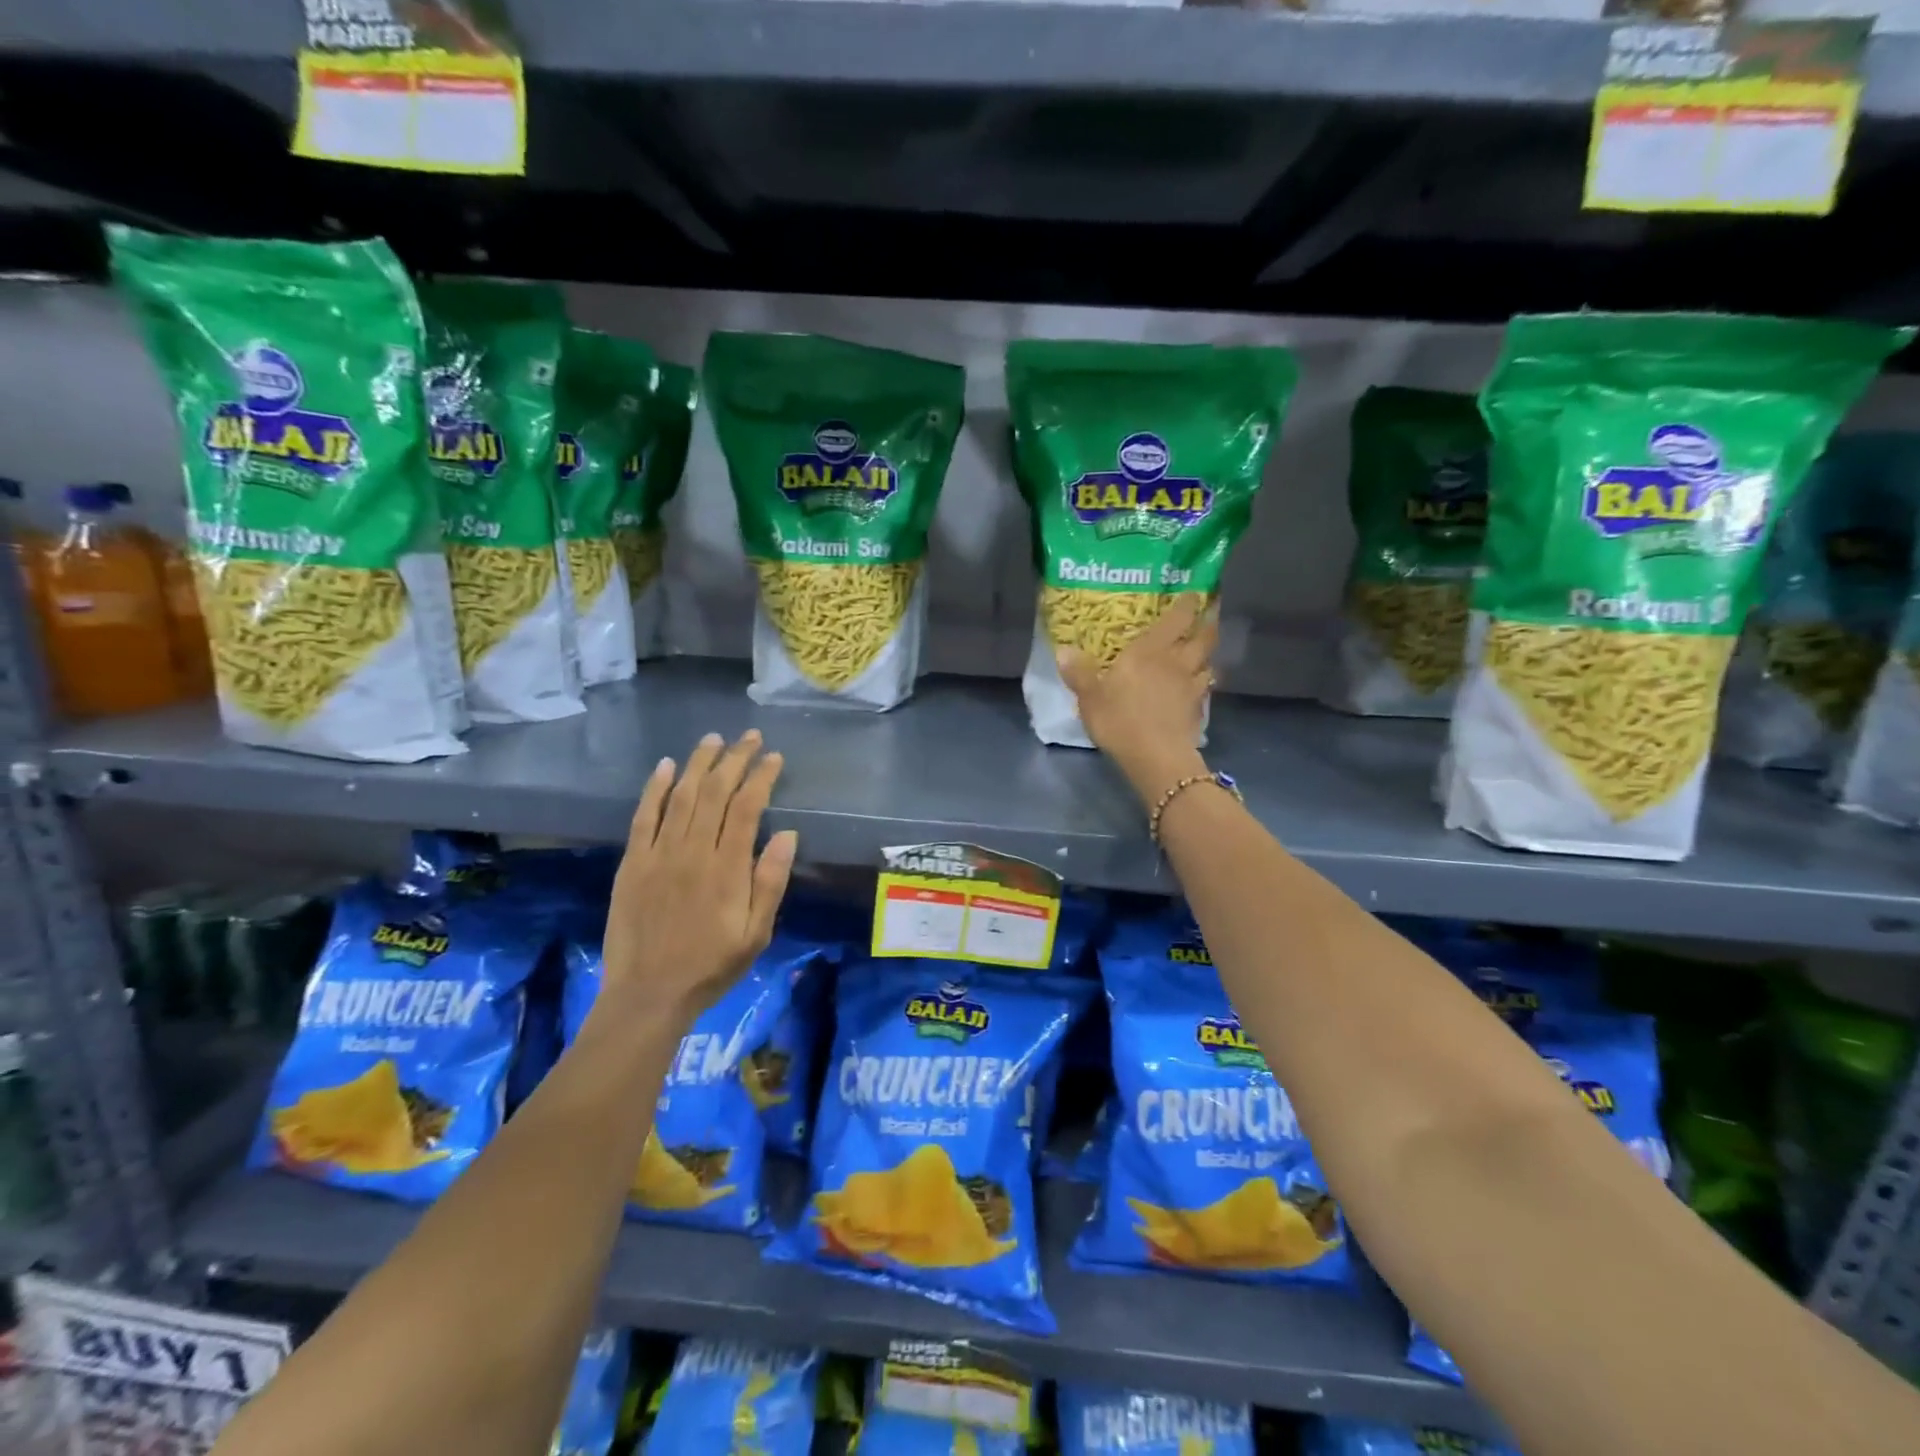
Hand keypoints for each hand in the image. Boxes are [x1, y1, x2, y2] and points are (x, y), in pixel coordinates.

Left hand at [600, 730, 797, 1028]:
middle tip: (749, 737)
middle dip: (734, 759)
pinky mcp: (633, 863)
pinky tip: (665, 766)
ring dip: (698, 763)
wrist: (649, 994)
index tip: (773, 757)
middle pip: (714, 792)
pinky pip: (644, 817)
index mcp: (727, 868)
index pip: (747, 808)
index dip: (761, 777)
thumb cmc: (711, 966)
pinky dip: (654, 789)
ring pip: (680, 796)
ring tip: (713, 740)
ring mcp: (659, 855)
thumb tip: (788, 835)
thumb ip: (770, 882)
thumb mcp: (756, 933)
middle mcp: (693, 852)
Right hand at [1056, 594, 1215, 801]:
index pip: (1177, 618)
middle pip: (1204, 637)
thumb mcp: (1090, 697)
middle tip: (1209, 614)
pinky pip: (1205, 688)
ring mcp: (1192, 686)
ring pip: (1209, 662)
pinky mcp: (1198, 710)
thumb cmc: (1120, 719)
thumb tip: (1064, 650)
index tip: (1194, 592)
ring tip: (1203, 650)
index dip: (1188, 603)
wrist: (1156, 757)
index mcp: (1151, 650)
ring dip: (1209, 654)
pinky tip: (1197, 686)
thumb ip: (1079, 673)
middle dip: (1208, 623)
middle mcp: (1177, 661)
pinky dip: (1204, 682)